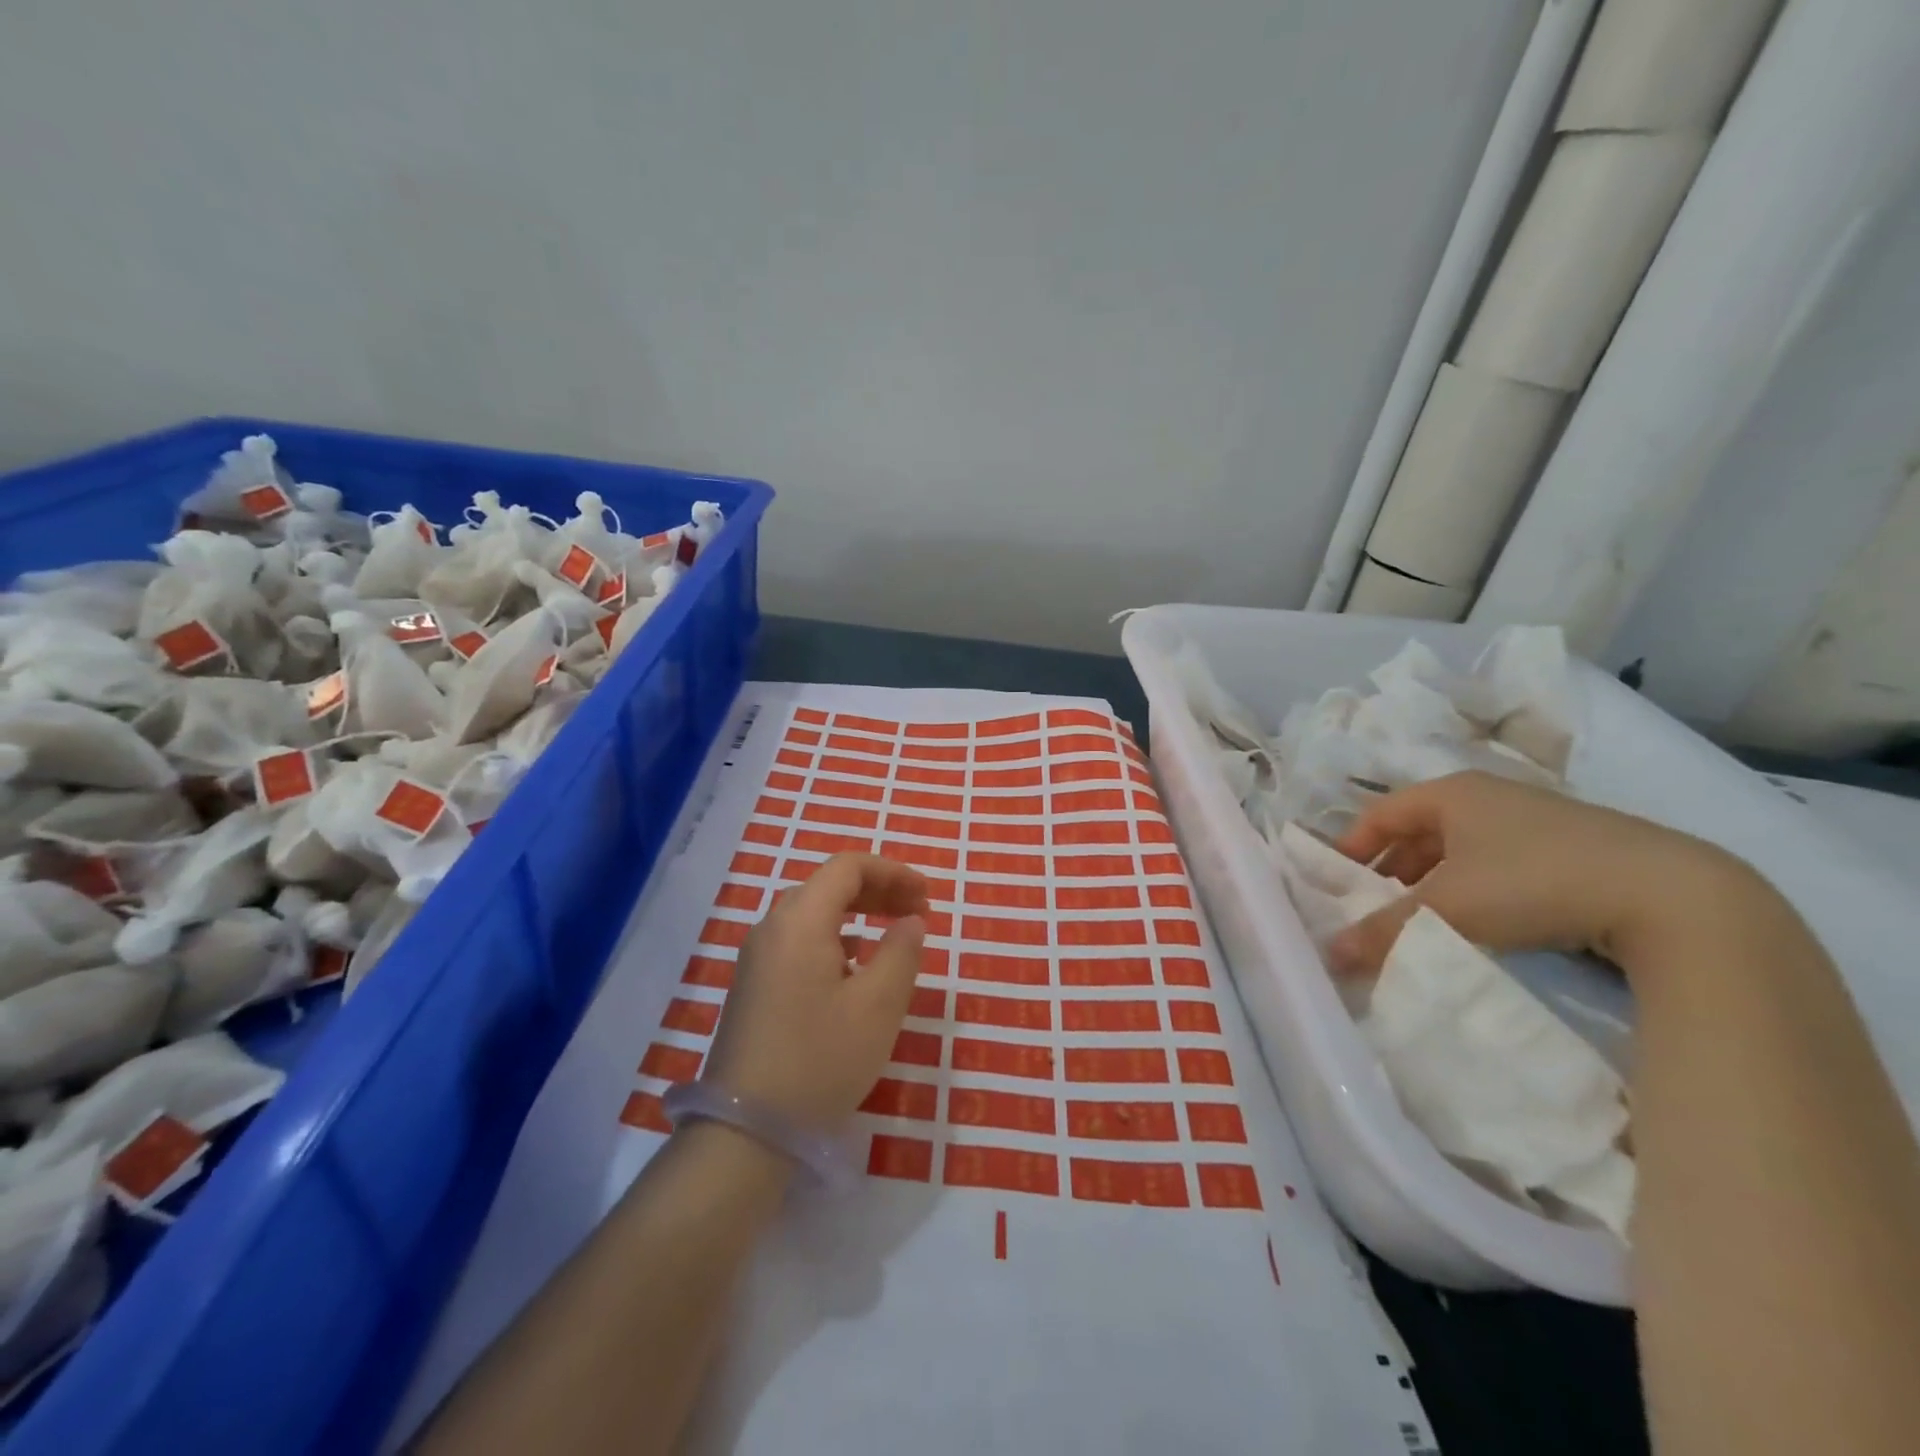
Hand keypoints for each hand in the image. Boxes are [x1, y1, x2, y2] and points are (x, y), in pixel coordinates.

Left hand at [703, 853, 929, 1130]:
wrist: (746, 1130)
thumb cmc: (821, 1060)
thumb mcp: (878, 1006)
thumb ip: (902, 952)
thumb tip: (911, 921)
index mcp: (800, 920)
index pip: (848, 867)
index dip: (893, 872)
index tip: (927, 897)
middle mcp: (772, 927)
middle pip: (828, 885)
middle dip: (878, 890)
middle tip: (918, 913)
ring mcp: (756, 957)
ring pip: (812, 913)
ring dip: (857, 913)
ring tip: (893, 934)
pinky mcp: (753, 985)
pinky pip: (798, 940)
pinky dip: (834, 937)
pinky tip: (853, 966)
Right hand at [1326, 770, 1760, 978]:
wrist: (1672, 895)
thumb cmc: (1534, 883)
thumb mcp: (1448, 909)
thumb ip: (1383, 930)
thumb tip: (1329, 955)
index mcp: (1452, 793)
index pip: (1380, 812)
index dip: (1351, 845)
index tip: (1336, 883)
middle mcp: (1489, 796)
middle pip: (1419, 829)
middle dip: (1391, 868)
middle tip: (1374, 907)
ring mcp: (1536, 820)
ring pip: (1461, 848)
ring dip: (1433, 880)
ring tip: (1423, 919)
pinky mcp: (1574, 849)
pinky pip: (1500, 862)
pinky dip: (1476, 887)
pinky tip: (1484, 920)